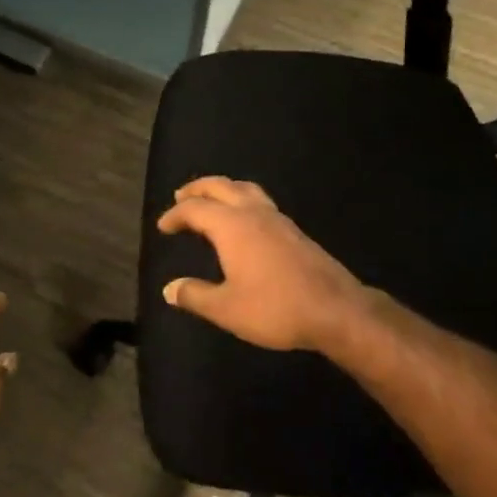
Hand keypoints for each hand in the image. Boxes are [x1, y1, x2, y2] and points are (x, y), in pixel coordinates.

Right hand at [157, 178, 365, 352]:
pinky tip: (244, 220)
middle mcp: (252, 212)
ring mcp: (276, 218)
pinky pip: (259, 201)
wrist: (334, 309)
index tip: (163, 226)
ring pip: (244, 189)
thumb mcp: (227, 309)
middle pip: (220, 187)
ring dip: (223, 189)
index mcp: (231, 225)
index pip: (195, 209)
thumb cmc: (274, 308)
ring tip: (212, 200)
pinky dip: (242, 200)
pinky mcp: (293, 229)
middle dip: (198, 189)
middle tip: (181, 196)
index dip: (175, 215)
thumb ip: (195, 296)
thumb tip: (169, 288)